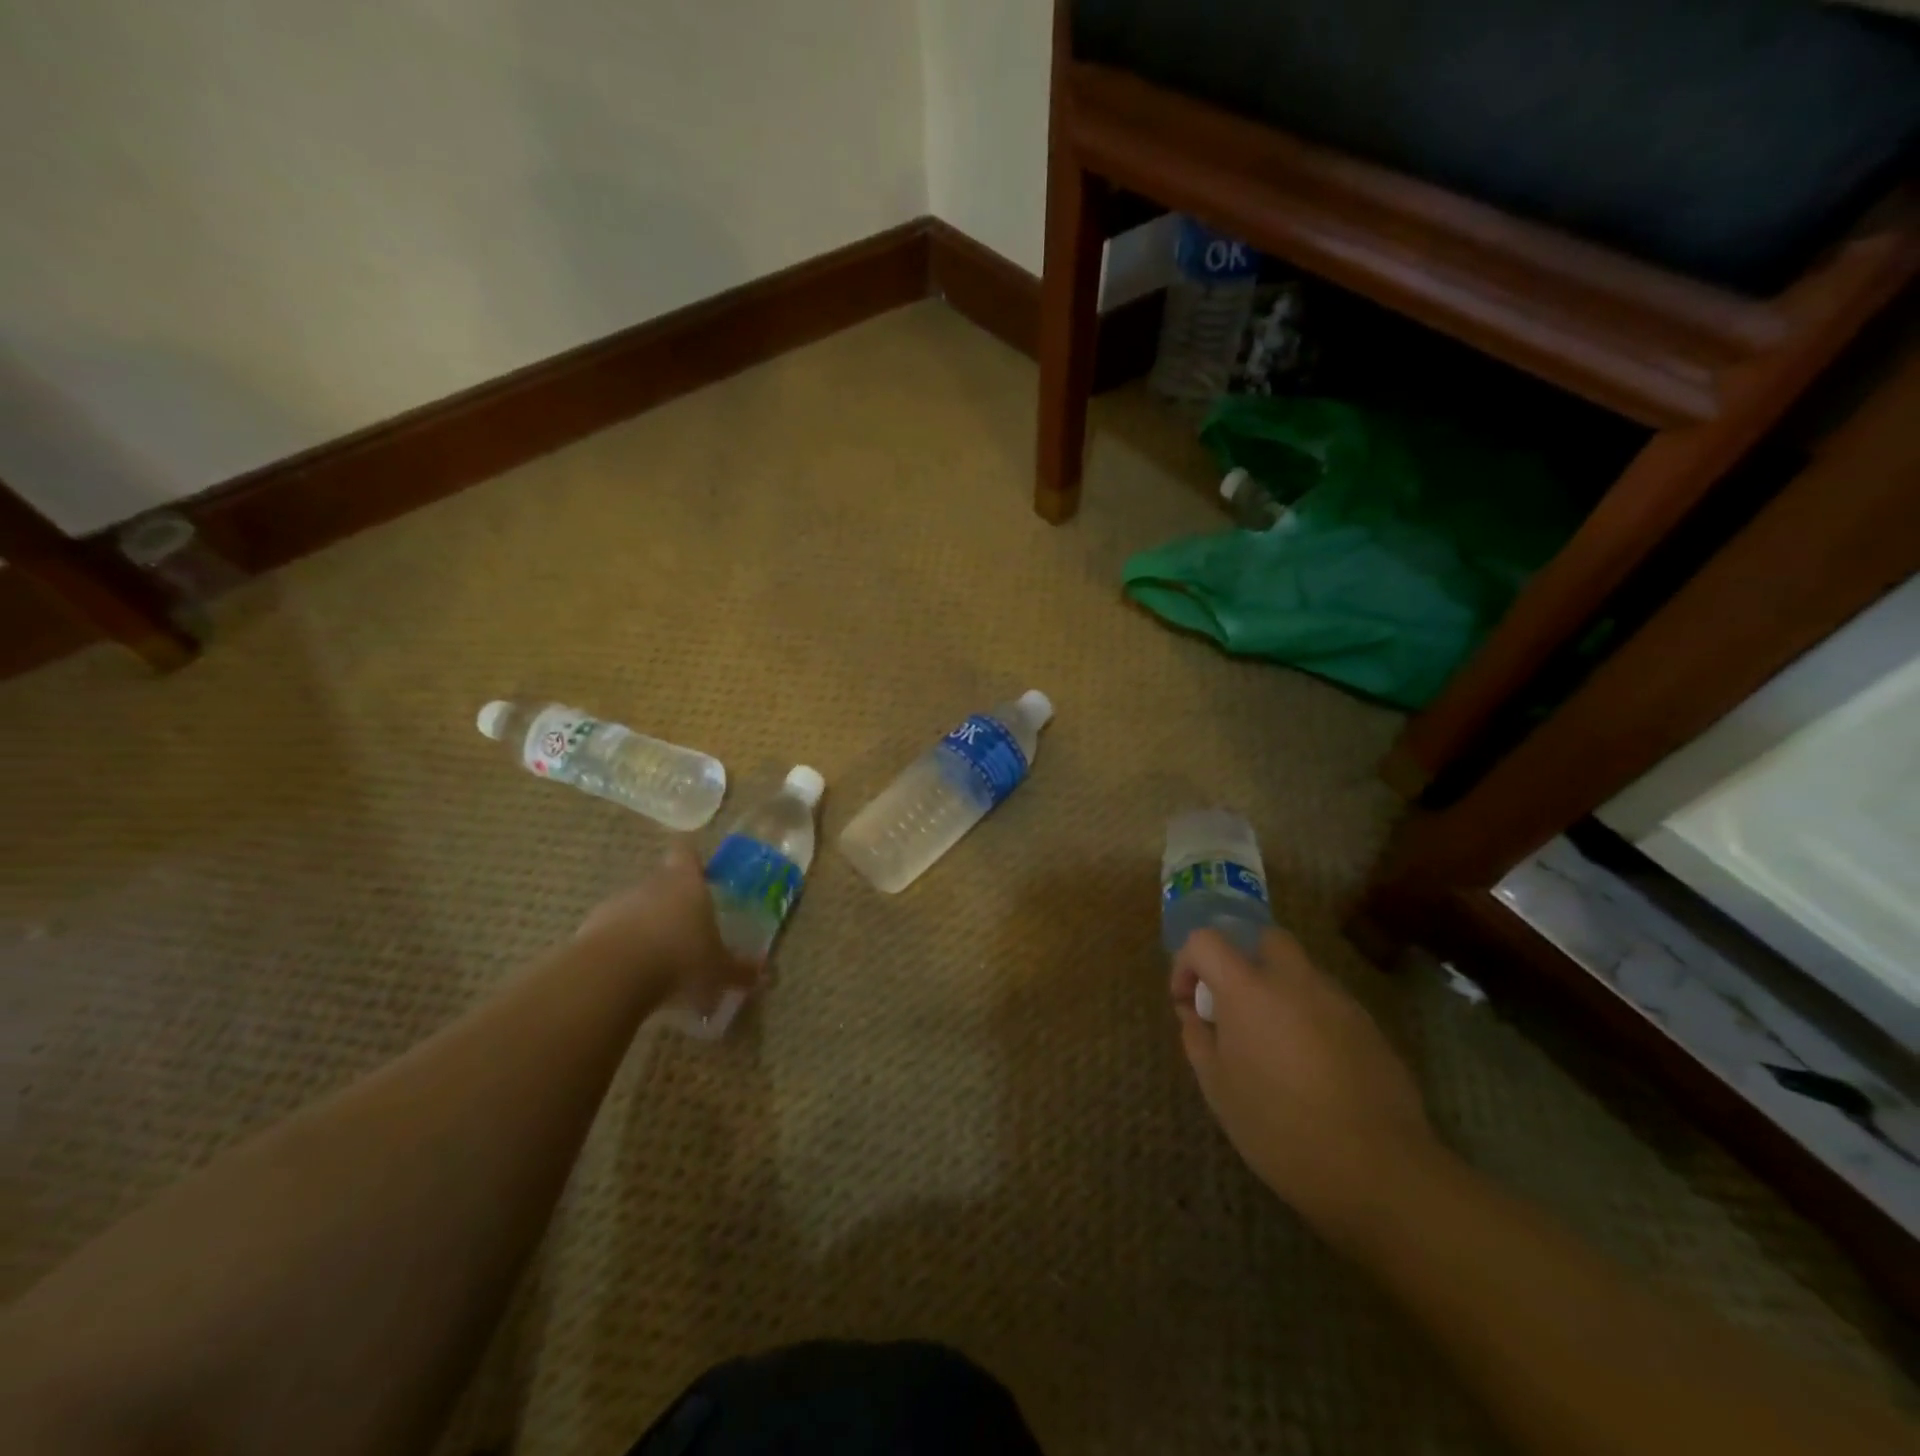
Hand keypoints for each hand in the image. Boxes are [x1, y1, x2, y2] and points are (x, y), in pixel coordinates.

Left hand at [576, 844, 757, 1017]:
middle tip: (686, 928)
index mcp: (686, 883)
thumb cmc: (680, 959)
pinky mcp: (587, 931)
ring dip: (644, 927)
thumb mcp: (719, 970)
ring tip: (657, 959)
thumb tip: (764, 975)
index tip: (696, 868)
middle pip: (661, 882)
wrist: (611, 976)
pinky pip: (610, 934)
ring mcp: (615, 905)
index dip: (691, 858)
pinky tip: (630, 977)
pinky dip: (620, 950)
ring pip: (634, 908)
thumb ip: (740, 970)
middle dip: (671, 902)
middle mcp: (651, 885)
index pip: (686, 853)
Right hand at [1171, 928, 1436, 1234]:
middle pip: (1264, 939)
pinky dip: (1310, 1018)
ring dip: (1278, 991)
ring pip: (1301, 973)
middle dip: (1242, 960)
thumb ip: (1198, 1039)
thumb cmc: (1280, 1128)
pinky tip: (1311, 1067)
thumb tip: (1194, 1015)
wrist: (1378, 1171)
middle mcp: (1295, 981)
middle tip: (1234, 1007)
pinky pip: (1329, 1005)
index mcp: (1249, 989)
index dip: (1187, 963)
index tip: (1187, 1002)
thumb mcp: (1219, 1089)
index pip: (1206, 941)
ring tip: (1273, 1044)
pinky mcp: (1371, 1028)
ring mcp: (1339, 1001)